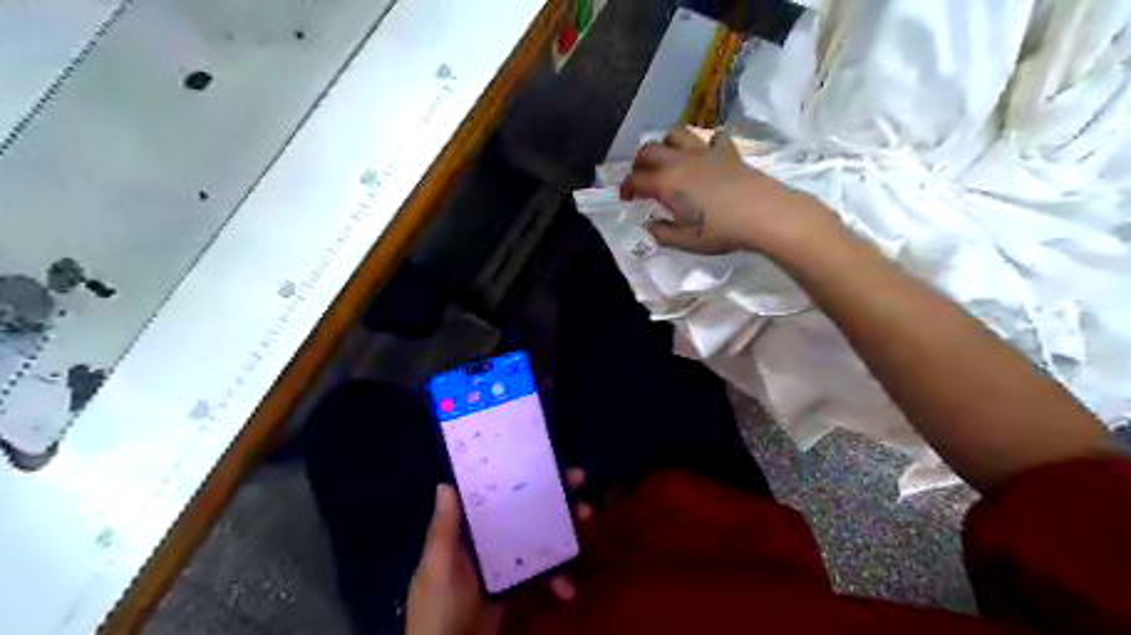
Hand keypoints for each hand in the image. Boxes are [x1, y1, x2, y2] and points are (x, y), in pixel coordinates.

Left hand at [408, 472, 599, 634]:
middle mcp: (488, 538)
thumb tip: (445, 484)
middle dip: (556, 504)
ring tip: (587, 531)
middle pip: (525, 513)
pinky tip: (568, 588)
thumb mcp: (437, 566)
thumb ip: (443, 529)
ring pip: (538, 539)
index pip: (498, 494)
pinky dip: (556, 578)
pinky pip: (541, 574)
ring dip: (565, 536)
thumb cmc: (439, 605)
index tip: (552, 466)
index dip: (524, 478)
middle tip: (582, 498)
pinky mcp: (516, 586)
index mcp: (468, 529)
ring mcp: (505, 562)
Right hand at [616, 125, 838, 255]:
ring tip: (669, 158)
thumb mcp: (686, 242)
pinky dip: (706, 144)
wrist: (763, 214)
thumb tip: (650, 225)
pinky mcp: (727, 151)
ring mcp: (704, 152)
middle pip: (649, 150)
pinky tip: (707, 155)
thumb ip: (663, 233)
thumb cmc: (720, 231)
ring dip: (667, 143)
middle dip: (639, 162)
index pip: (636, 180)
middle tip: (641, 176)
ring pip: (676, 134)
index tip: (625, 197)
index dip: (626, 188)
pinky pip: (713, 138)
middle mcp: (679, 161)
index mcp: (665, 183)